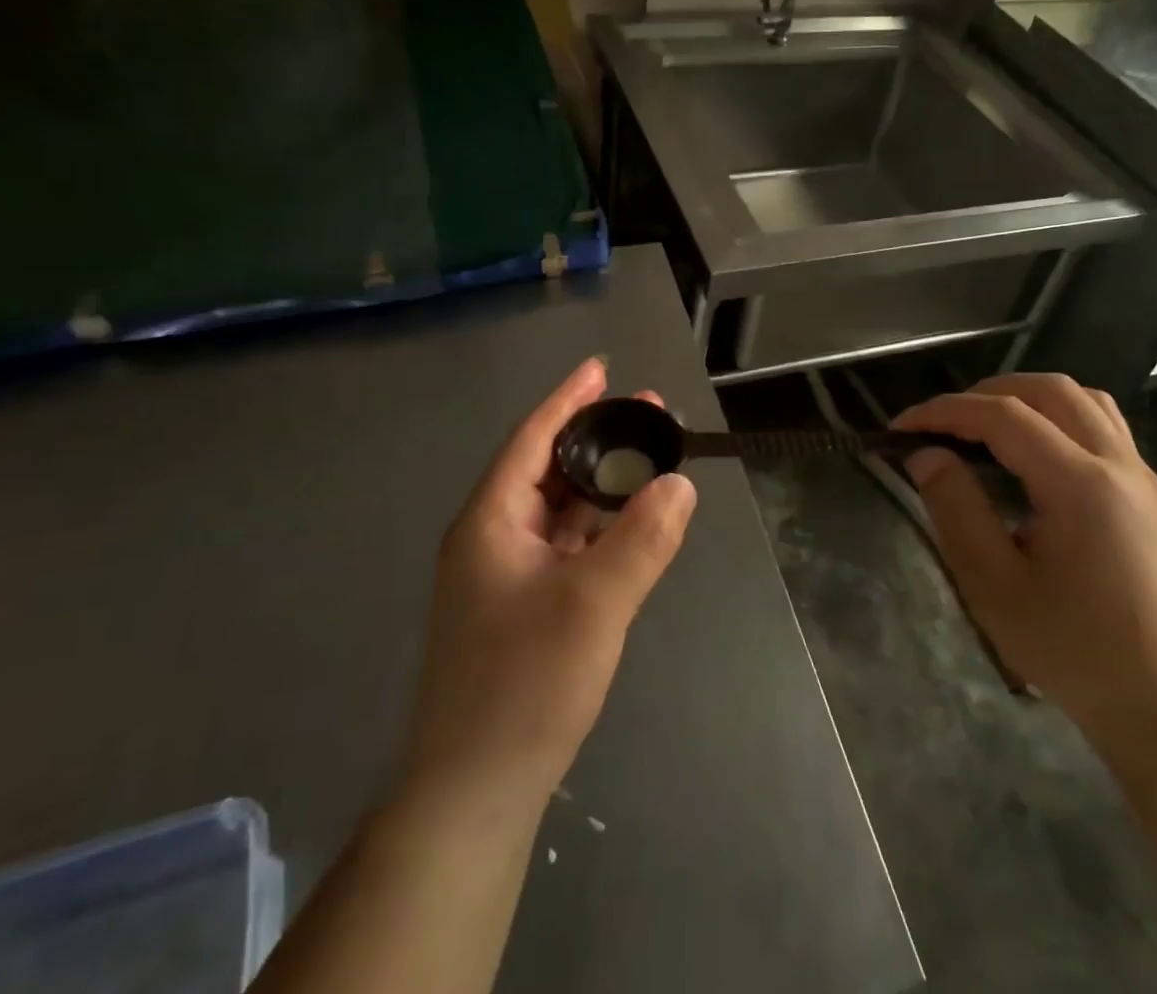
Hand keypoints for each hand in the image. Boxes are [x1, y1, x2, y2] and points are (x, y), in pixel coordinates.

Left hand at [403, 357, 696, 809]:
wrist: (476, 789)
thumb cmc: (525, 683)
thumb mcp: (593, 604)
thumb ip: (641, 539)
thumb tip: (680, 484)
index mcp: (491, 521)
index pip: (532, 439)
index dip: (568, 400)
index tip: (601, 368)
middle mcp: (492, 537)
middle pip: (547, 469)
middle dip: (596, 439)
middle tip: (646, 413)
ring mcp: (504, 575)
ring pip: (558, 510)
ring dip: (600, 484)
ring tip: (647, 460)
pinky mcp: (521, 607)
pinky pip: (564, 547)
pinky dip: (597, 528)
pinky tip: (629, 524)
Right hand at [893, 374, 1156, 734]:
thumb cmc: (1075, 649)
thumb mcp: (994, 587)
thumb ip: (956, 509)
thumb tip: (927, 455)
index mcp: (1080, 485)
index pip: (1003, 416)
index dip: (945, 411)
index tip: (900, 428)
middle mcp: (1116, 463)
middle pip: (1047, 390)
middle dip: (984, 393)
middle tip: (940, 424)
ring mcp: (1138, 474)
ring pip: (1080, 397)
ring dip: (1025, 396)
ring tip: (983, 425)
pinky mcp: (1146, 490)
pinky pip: (1101, 421)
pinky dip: (1057, 413)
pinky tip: (1033, 447)